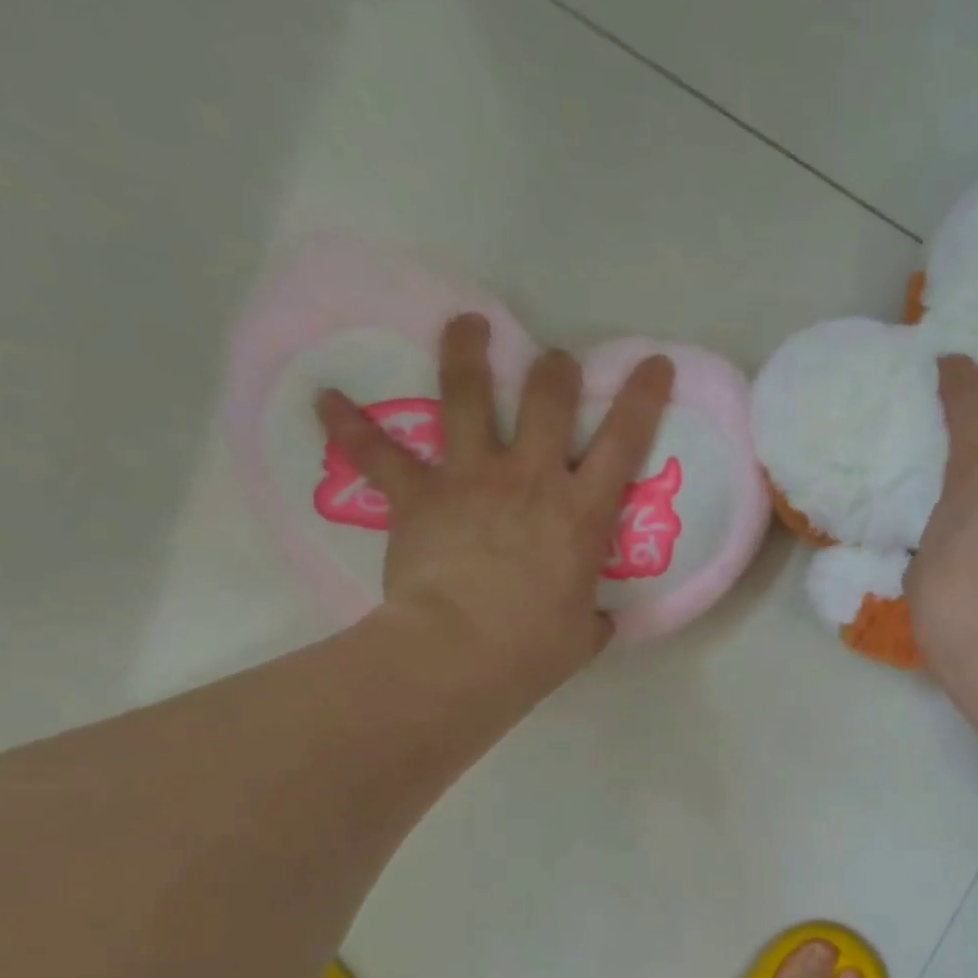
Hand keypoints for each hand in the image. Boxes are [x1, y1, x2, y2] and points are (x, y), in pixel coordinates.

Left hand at [316, 314, 672, 698]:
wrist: (459, 653)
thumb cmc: (533, 648)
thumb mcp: (584, 635)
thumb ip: (594, 618)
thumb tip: (599, 620)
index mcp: (582, 512)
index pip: (625, 441)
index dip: (643, 396)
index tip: (654, 363)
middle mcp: (531, 478)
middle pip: (547, 398)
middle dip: (556, 370)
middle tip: (556, 363)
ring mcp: (471, 478)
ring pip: (467, 394)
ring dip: (467, 352)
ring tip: (467, 324)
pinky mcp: (418, 494)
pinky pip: (376, 451)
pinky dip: (348, 424)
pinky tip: (323, 397)